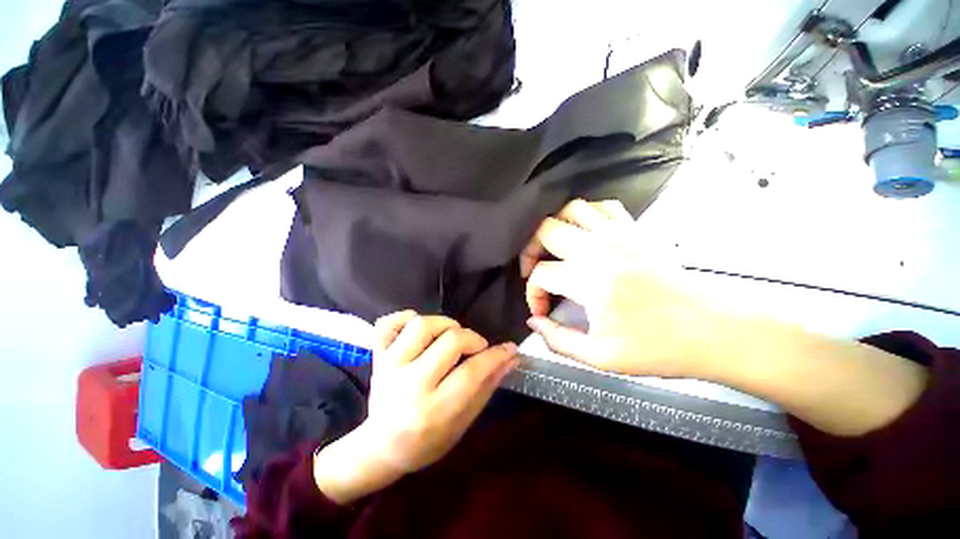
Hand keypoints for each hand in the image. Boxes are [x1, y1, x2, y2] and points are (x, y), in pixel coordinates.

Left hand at [314, 312, 517, 503]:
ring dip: (446, 325)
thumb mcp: (463, 423)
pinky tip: (419, 330)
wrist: (381, 447)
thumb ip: (487, 387)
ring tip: (451, 337)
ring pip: (423, 324)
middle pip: (451, 341)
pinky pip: (389, 323)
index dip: (496, 356)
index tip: (510, 349)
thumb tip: (510, 358)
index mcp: (433, 410)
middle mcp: (409, 384)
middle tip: (476, 349)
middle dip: (473, 339)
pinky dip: (407, 318)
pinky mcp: (377, 356)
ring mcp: (389, 366)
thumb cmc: (427, 441)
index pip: (472, 371)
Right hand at [523, 200, 928, 436]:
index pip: (541, 274)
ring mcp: (619, 234)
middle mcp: (600, 248)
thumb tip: (533, 321)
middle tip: (534, 270)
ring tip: (553, 249)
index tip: (541, 310)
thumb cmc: (658, 348)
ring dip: (554, 227)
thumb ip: (557, 340)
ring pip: (571, 209)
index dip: (532, 293)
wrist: (713, 330)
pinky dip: (585, 215)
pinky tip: (584, 235)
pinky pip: (602, 207)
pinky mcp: (635, 230)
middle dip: (530, 250)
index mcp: (590, 279)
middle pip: (546, 229)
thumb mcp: (600, 357)